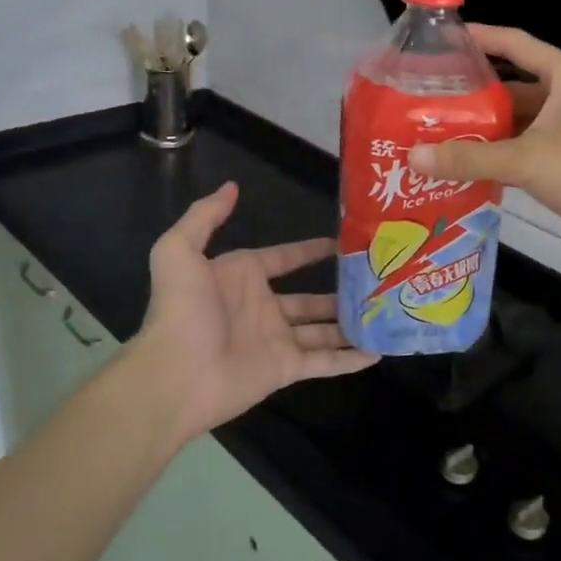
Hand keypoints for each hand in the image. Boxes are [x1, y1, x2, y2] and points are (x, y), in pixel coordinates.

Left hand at [134, 182, 375, 442]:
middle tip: (376, 280)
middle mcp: (263, 307)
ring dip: (351, 323)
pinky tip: (379, 352)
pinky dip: (351, 359)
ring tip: (385, 313)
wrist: (175, 374)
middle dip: (340, 289)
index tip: (343, 242)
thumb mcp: (178, 250)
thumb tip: (232, 186)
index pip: (284, 258)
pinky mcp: (286, 369)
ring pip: (323, 329)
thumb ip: (204, 216)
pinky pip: (325, 362)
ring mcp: (277, 339)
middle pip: (310, 297)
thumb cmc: (181, 309)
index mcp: (242, 277)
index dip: (311, 250)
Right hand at [408, 25, 560, 257]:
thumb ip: (470, 157)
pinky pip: (526, 144)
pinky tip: (468, 162)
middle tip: (428, 99)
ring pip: (518, 118)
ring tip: (439, 132)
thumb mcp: (525, 160)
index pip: (514, 43)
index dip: (478, 38)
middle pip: (512, 83)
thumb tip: (414, 157)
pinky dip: (500, 151)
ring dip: (485, 126)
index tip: (441, 40)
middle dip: (473, 92)